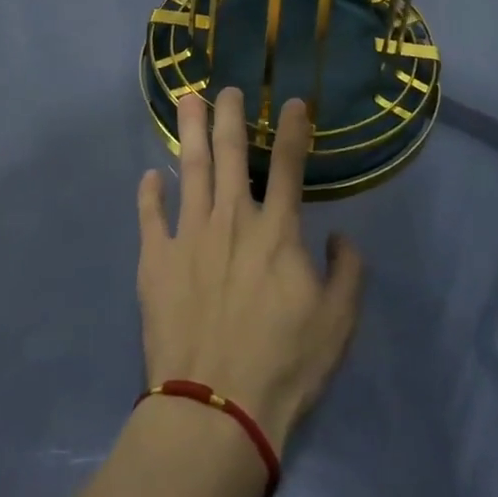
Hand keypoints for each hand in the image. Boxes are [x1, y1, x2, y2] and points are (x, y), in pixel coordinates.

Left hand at [136, 89, 363, 453]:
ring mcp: (190, 235)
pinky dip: (150, 193)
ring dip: (190, 132)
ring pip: (190, 169)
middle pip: (231, 153)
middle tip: (226, 89)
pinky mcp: (156, 260)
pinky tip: (150, 175)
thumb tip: (341, 236)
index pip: (289, 165)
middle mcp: (232, 219)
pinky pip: (151, 216)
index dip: (293, 130)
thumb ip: (348, 272)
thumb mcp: (338, 322)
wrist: (217, 407)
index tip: (294, 103)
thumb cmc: (284, 363)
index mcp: (276, 230)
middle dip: (231, 115)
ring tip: (186, 101)